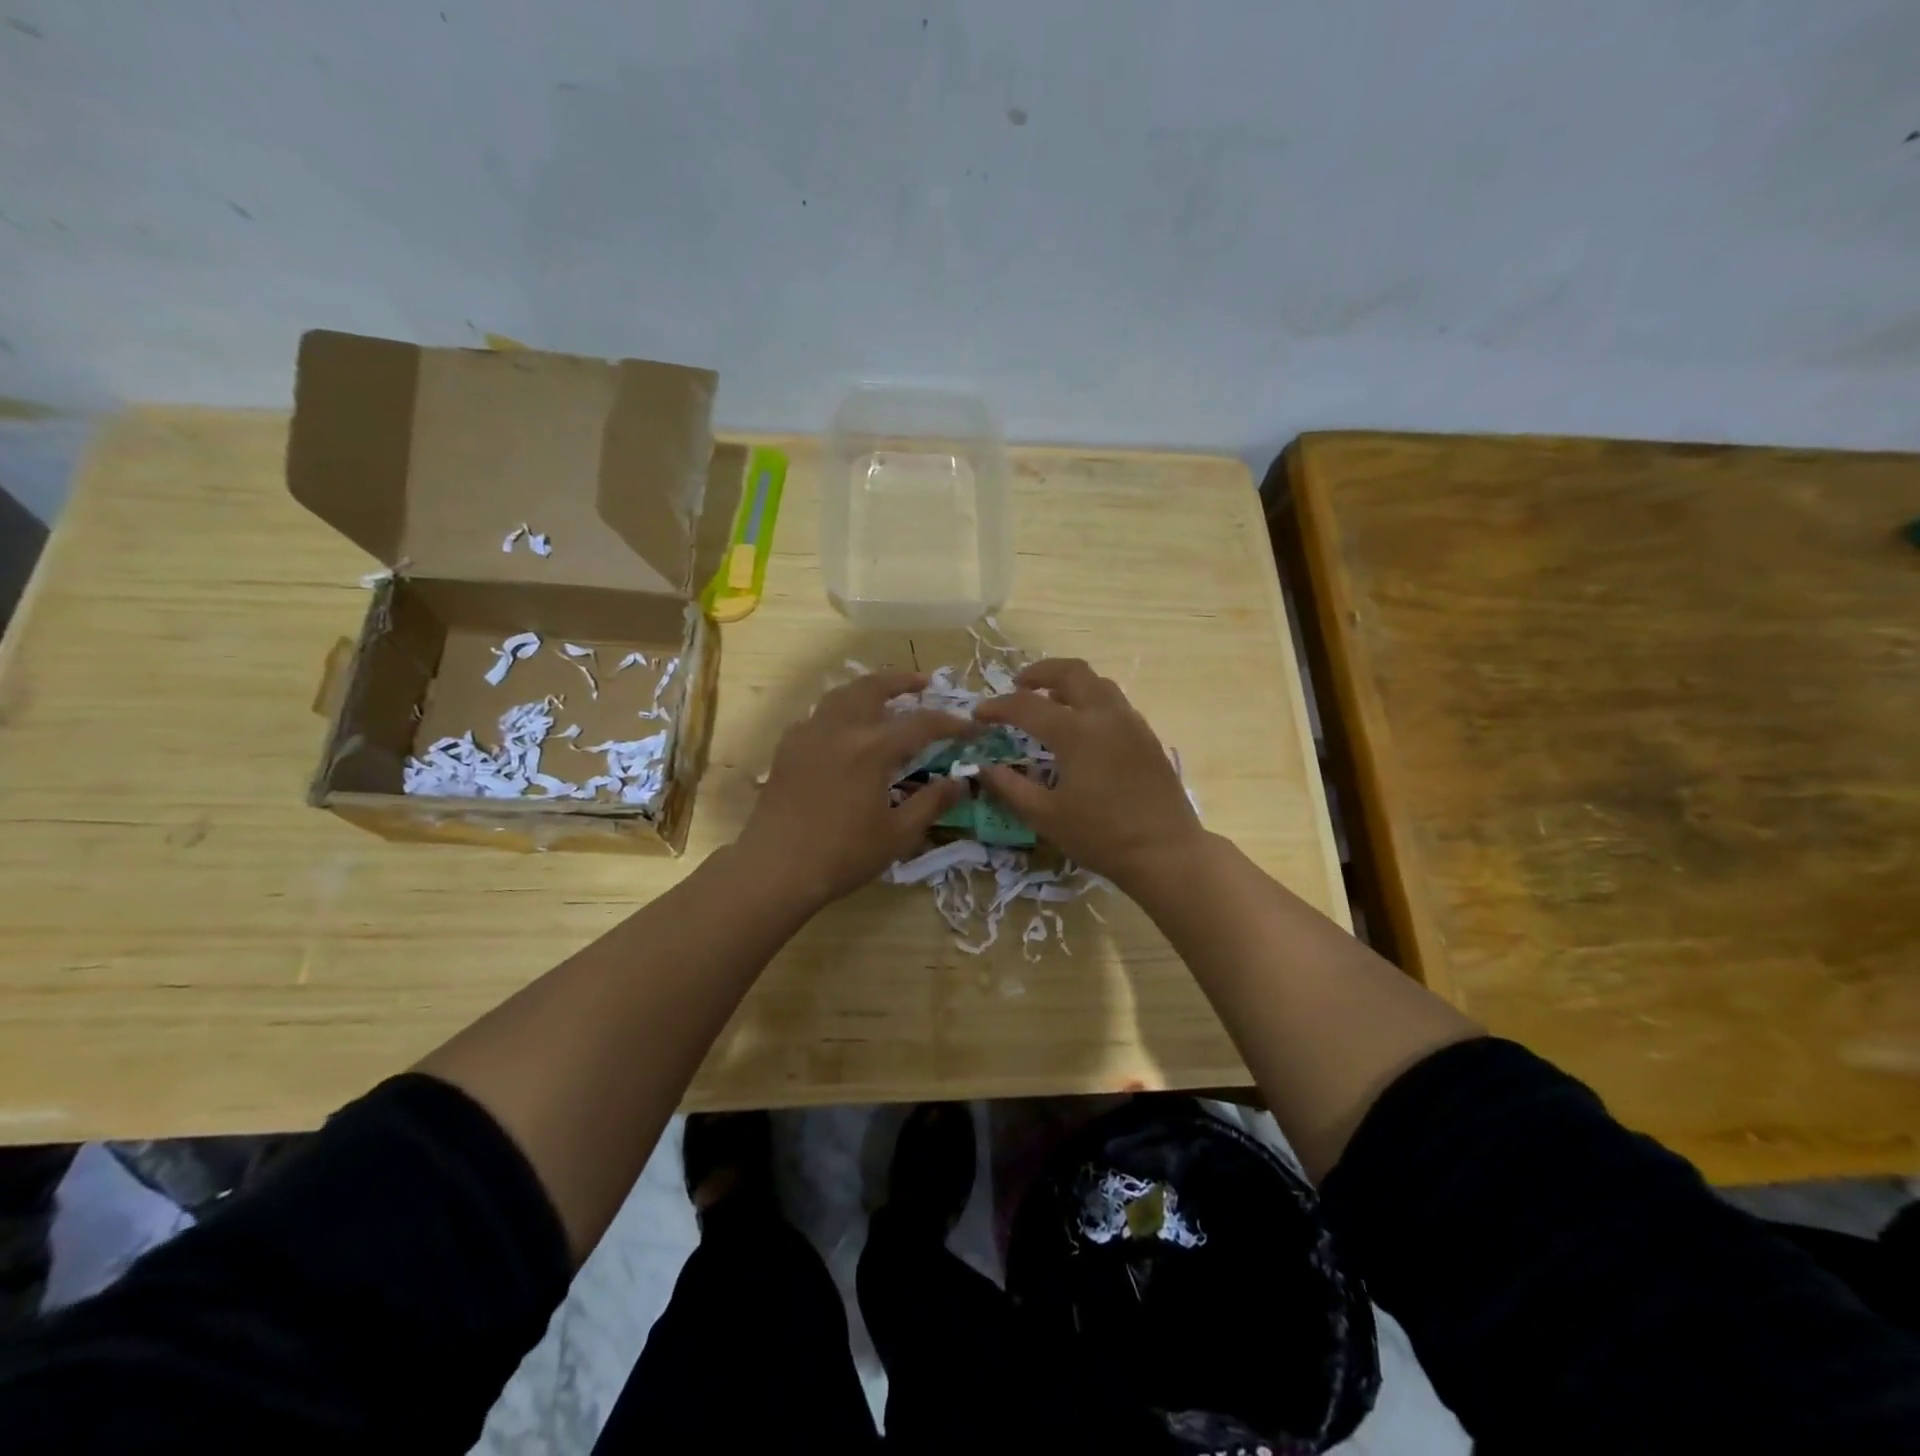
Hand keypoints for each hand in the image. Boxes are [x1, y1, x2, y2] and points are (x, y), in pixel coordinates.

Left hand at [738, 671, 970, 909]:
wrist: (775, 868)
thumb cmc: (842, 855)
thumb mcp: (898, 834)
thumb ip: (931, 803)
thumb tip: (960, 782)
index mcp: (872, 748)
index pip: (921, 723)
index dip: (949, 722)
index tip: (970, 725)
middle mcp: (840, 729)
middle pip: (873, 688)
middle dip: (901, 681)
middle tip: (923, 683)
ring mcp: (808, 734)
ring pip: (841, 694)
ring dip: (867, 689)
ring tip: (884, 697)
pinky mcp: (787, 748)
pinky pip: (817, 715)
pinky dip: (838, 711)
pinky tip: (843, 730)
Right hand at [972, 658, 1202, 888]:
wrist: (1166, 852)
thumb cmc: (1101, 837)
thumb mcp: (1045, 817)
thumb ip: (1010, 788)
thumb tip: (984, 768)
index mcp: (1077, 733)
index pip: (1027, 706)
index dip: (998, 707)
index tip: (979, 715)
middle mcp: (1105, 716)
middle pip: (1071, 672)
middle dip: (1040, 673)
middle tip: (1018, 686)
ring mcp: (1131, 723)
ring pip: (1098, 683)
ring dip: (1069, 684)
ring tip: (1049, 702)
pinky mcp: (1147, 737)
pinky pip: (1115, 703)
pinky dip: (1091, 700)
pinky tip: (1082, 727)